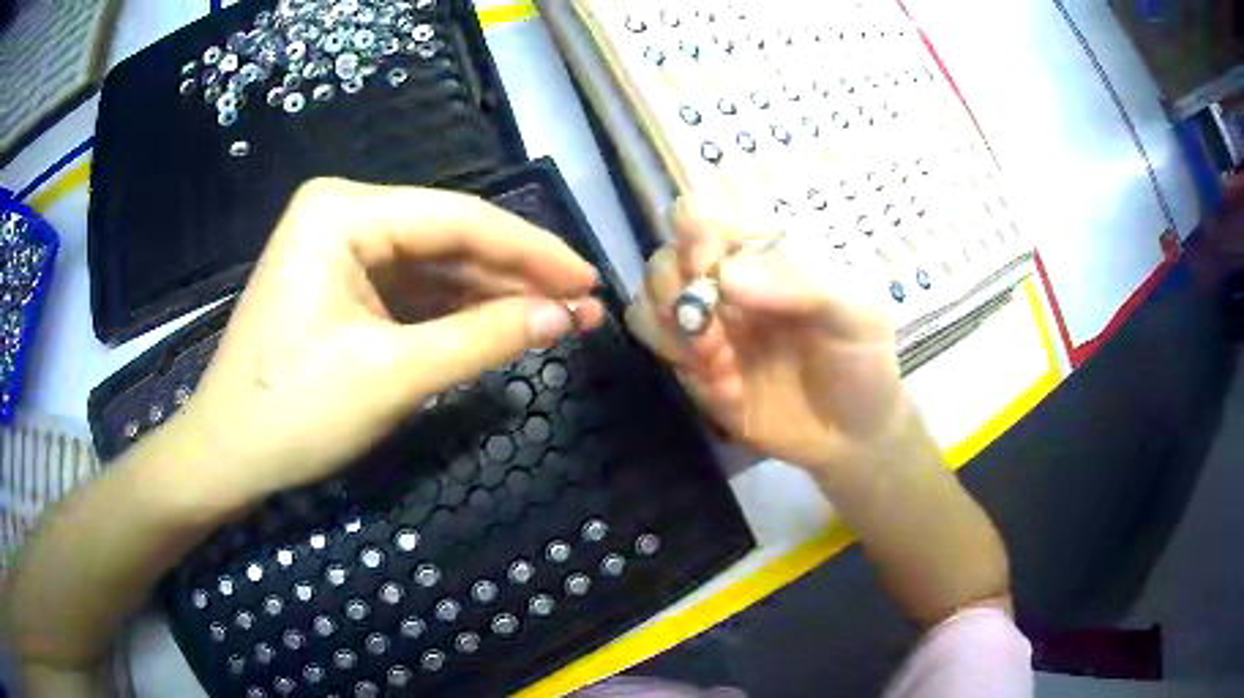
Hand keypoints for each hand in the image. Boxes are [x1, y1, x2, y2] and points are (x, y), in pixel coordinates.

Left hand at [177, 178, 604, 504]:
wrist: (227, 455)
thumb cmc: (294, 412)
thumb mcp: (393, 375)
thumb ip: (483, 338)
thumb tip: (566, 317)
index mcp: (343, 212)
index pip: (458, 219)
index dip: (532, 250)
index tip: (590, 279)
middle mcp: (343, 214)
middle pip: (448, 238)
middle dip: (517, 274)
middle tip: (584, 305)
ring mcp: (341, 248)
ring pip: (435, 265)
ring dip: (493, 294)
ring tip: (559, 317)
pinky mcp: (343, 284)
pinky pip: (412, 289)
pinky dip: (457, 311)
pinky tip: (502, 324)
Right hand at [626, 197, 909, 475]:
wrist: (853, 436)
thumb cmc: (863, 363)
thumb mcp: (857, 314)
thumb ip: (802, 284)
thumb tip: (726, 276)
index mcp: (765, 254)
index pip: (703, 217)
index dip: (693, 235)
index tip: (708, 269)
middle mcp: (727, 283)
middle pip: (663, 260)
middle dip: (676, 292)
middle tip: (714, 332)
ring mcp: (708, 327)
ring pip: (647, 304)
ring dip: (673, 332)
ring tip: (720, 365)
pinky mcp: (696, 371)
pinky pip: (659, 353)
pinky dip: (681, 366)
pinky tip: (725, 389)